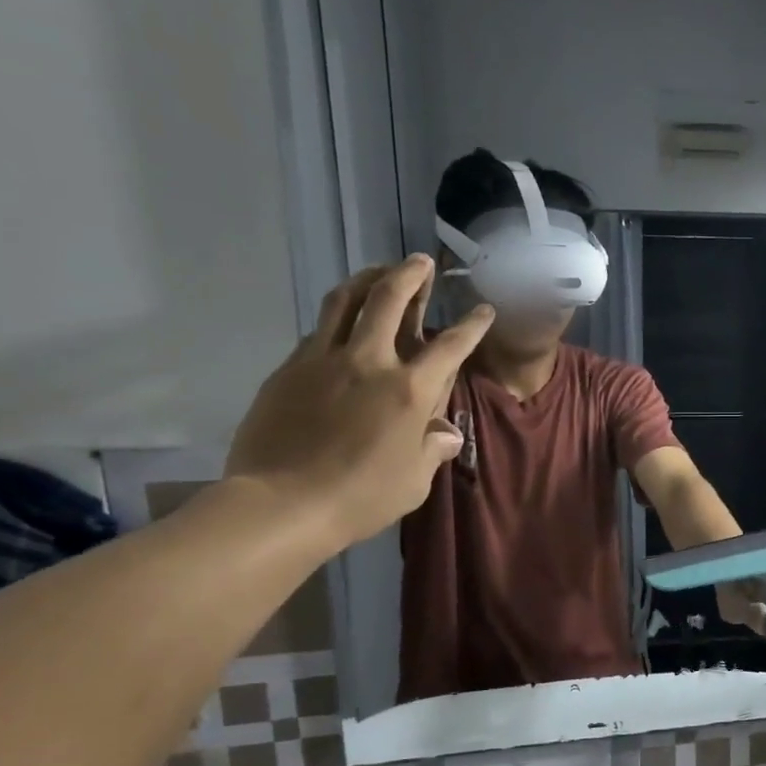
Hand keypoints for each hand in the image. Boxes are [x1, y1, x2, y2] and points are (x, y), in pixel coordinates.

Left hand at [226, 258, 492, 549]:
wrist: (282, 504)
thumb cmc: (361, 497)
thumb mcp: (414, 482)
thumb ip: (432, 449)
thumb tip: (446, 433)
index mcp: (409, 391)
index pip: (450, 346)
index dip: (471, 325)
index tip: (483, 309)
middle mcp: (369, 362)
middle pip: (389, 300)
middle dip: (409, 275)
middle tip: (419, 261)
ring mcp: (323, 360)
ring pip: (344, 301)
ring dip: (366, 279)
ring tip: (379, 271)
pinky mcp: (289, 369)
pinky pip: (318, 330)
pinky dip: (336, 317)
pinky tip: (341, 324)